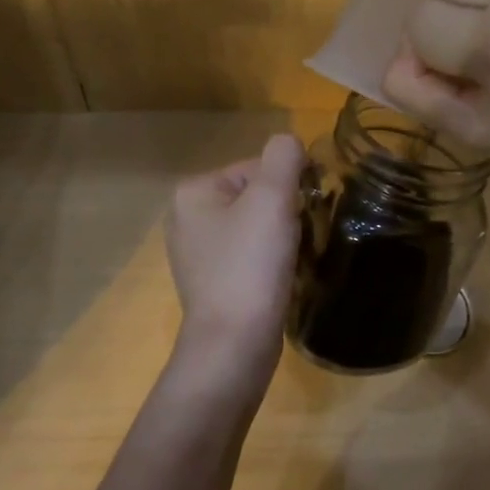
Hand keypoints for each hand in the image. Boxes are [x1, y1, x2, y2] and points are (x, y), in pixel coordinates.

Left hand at [166, 134, 306, 377]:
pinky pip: (250, 256)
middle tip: (298, 239)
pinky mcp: (212, 283)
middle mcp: (187, 218)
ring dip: (282, 238)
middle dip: (285, 213)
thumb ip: (284, 156)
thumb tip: (291, 145)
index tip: (303, 213)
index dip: (288, 186)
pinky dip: (270, 262)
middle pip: (256, 197)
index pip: (256, 168)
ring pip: (256, 227)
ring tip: (292, 260)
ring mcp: (197, 254)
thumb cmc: (250, 265)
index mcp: (193, 192)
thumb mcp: (272, 197)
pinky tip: (280, 279)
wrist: (234, 345)